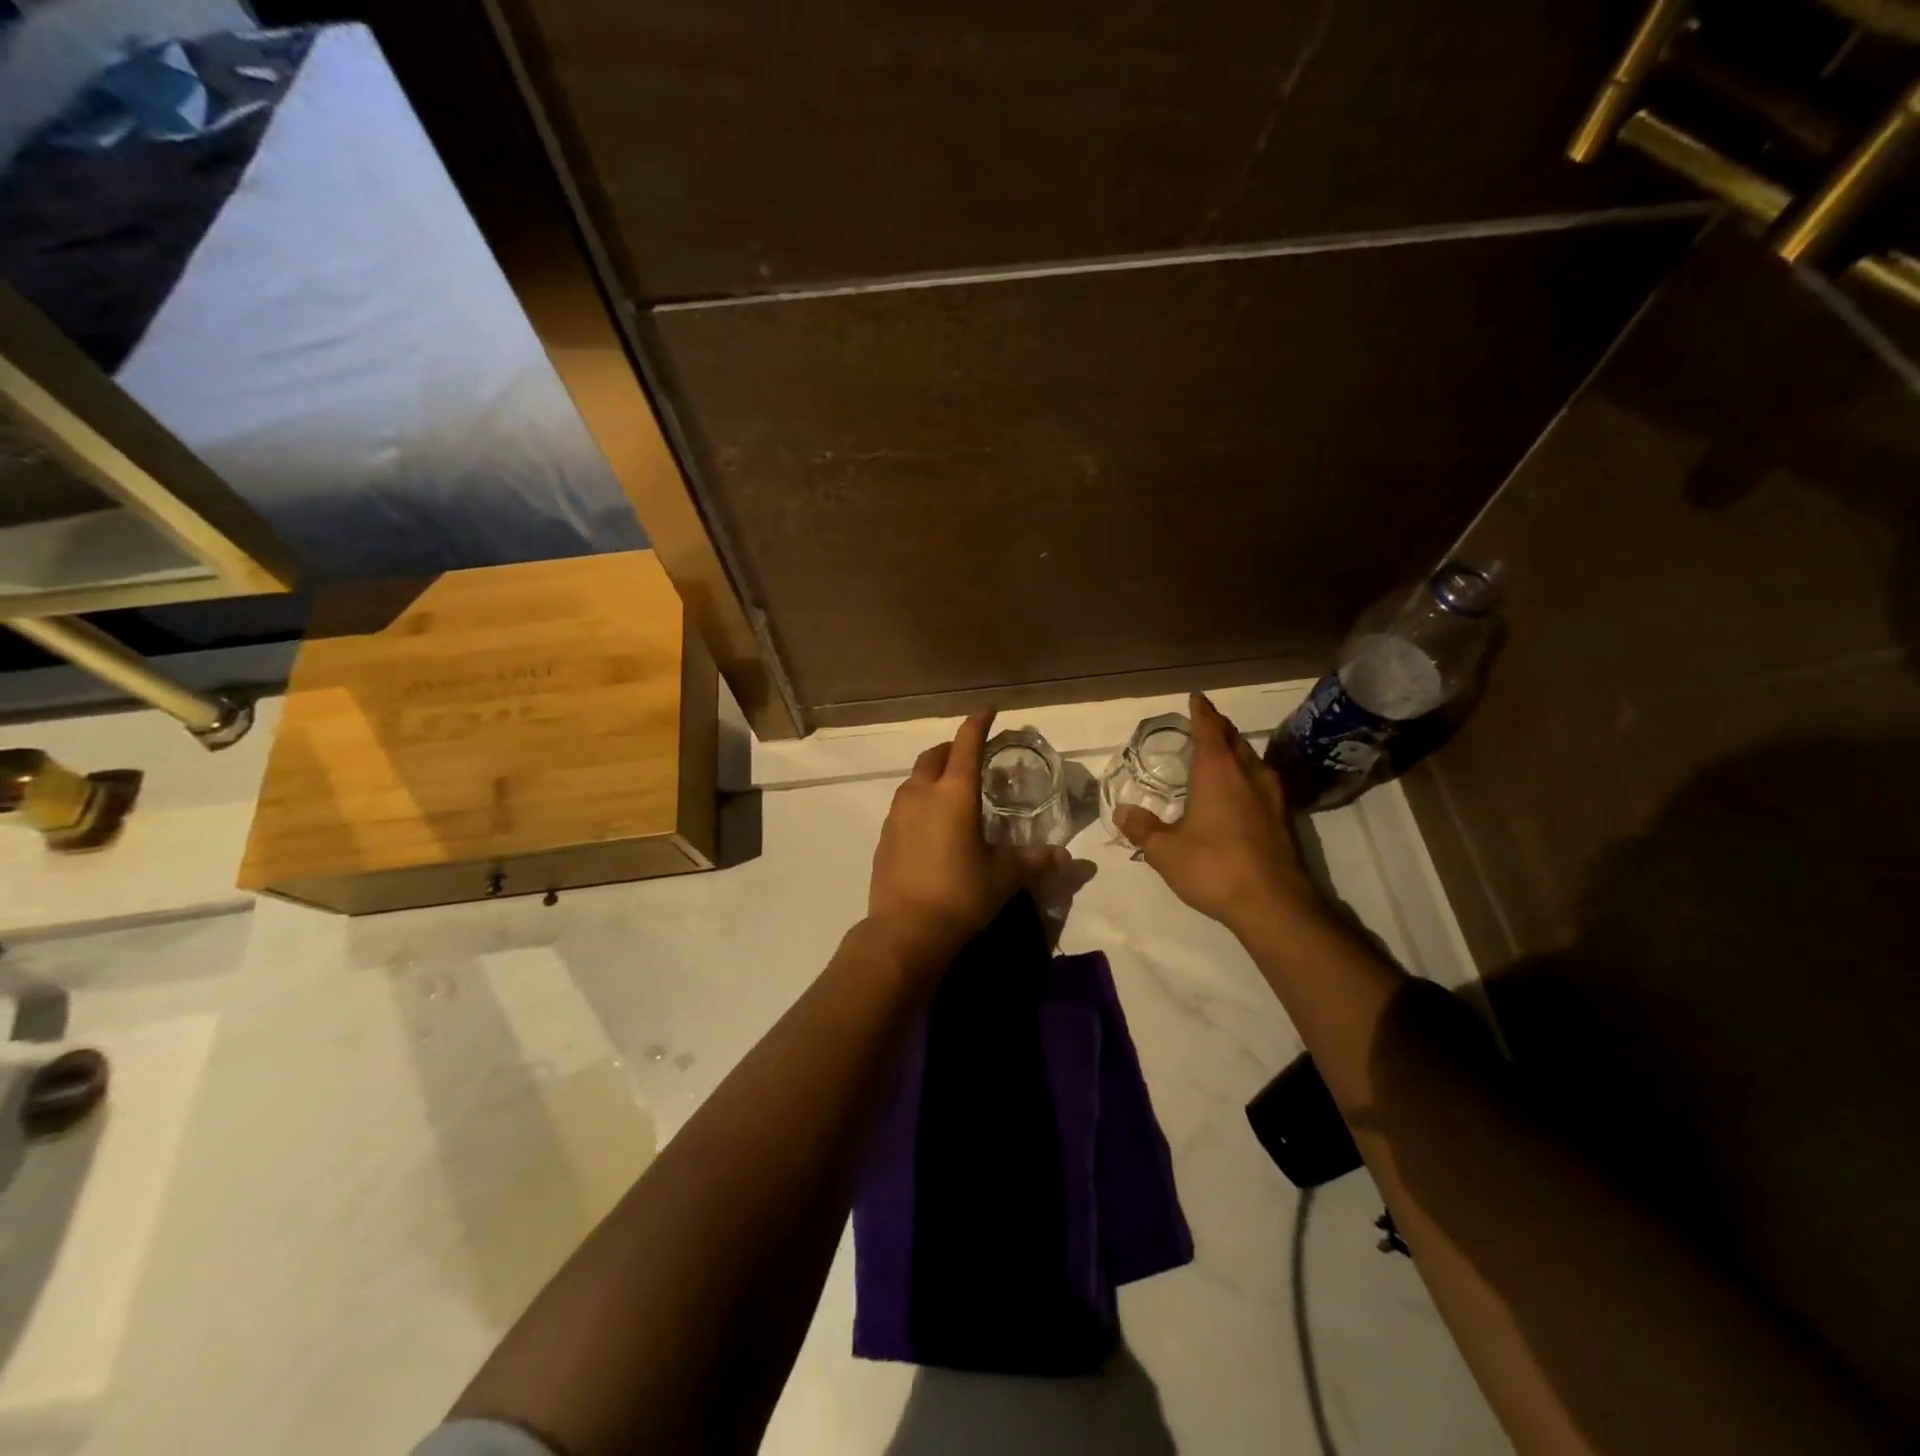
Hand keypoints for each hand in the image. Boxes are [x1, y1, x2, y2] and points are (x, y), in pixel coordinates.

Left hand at [867, 712, 1068, 972]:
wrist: (905, 930)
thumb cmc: (961, 894)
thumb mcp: (1004, 877)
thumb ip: (1035, 861)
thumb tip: (1065, 858)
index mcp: (954, 793)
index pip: (967, 744)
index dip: (978, 723)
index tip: (988, 710)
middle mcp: (922, 794)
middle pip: (934, 756)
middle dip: (952, 748)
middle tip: (970, 755)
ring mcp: (897, 814)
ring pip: (914, 780)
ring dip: (932, 775)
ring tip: (950, 791)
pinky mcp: (884, 837)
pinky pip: (903, 806)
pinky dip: (919, 802)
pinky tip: (929, 825)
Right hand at [1114, 693, 1324, 937]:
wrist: (1274, 904)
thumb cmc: (1214, 867)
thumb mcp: (1165, 851)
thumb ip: (1142, 828)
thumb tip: (1122, 811)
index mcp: (1218, 771)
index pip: (1208, 728)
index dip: (1200, 711)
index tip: (1195, 697)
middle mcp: (1249, 774)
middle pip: (1234, 739)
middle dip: (1219, 728)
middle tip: (1204, 724)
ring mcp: (1273, 796)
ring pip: (1252, 760)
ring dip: (1236, 751)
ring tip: (1221, 755)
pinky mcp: (1285, 819)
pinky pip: (1263, 782)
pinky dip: (1248, 776)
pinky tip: (1241, 793)